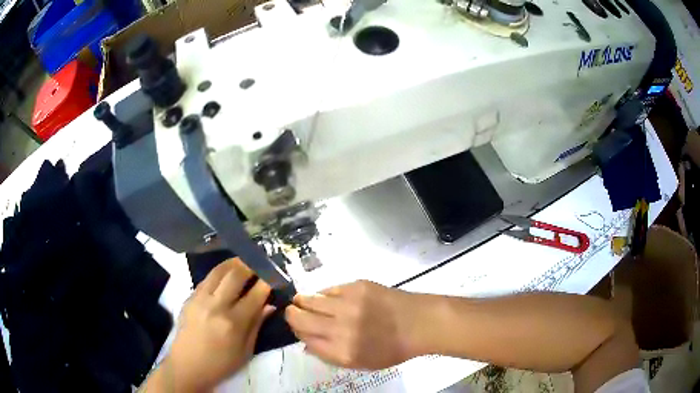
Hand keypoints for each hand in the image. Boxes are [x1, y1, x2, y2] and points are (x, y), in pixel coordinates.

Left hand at [161, 258, 273, 391]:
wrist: (187, 365)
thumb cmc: (220, 364)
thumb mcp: (245, 351)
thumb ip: (257, 325)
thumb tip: (269, 305)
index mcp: (233, 323)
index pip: (255, 295)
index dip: (267, 282)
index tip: (275, 276)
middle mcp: (216, 306)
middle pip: (235, 274)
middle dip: (251, 265)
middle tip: (260, 265)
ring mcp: (200, 299)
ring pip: (219, 270)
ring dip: (234, 263)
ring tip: (244, 262)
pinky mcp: (190, 297)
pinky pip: (207, 278)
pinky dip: (219, 273)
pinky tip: (225, 276)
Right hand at [285, 280, 419, 369]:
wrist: (418, 323)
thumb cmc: (391, 349)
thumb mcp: (360, 363)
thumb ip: (328, 355)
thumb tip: (305, 341)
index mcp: (341, 351)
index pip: (302, 337)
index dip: (297, 331)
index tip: (299, 328)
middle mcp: (340, 327)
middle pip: (298, 316)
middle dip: (293, 314)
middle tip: (297, 313)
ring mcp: (348, 303)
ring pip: (308, 298)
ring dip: (304, 301)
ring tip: (309, 303)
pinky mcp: (356, 285)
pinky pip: (328, 289)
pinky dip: (325, 295)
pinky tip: (333, 299)